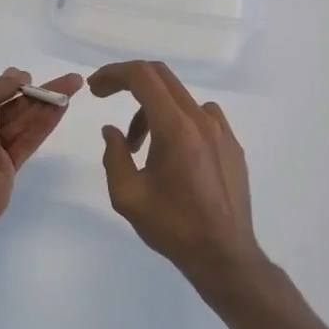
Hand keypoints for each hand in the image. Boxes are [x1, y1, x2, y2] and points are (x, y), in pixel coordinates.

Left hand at [0, 67, 82, 226]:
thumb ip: (0, 85)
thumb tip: (18, 76)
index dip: (8, 85)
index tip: (27, 78)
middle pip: (10, 108)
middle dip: (35, 93)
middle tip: (64, 81)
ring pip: (22, 124)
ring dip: (46, 105)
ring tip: (72, 87)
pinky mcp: (7, 169)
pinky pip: (28, 141)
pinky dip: (44, 124)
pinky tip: (62, 108)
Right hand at [90, 61, 269, 304]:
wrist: (224, 255)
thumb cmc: (173, 227)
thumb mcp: (128, 196)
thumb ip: (114, 156)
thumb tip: (112, 132)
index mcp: (176, 129)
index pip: (143, 77)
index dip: (114, 74)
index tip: (95, 88)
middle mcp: (202, 120)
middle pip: (162, 78)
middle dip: (128, 82)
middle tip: (105, 98)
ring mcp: (222, 131)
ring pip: (179, 99)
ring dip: (151, 110)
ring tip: (137, 147)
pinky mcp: (232, 145)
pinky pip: (200, 117)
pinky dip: (176, 122)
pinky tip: (170, 154)